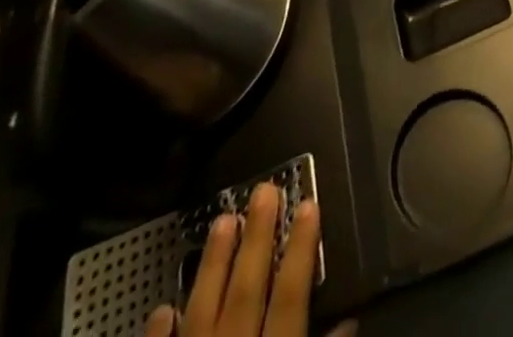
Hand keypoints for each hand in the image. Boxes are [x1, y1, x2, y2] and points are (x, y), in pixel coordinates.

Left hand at [144, 183, 355, 336]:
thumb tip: (351, 320)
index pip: (290, 296)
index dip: (300, 249)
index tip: (309, 203)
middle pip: (246, 292)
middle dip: (257, 239)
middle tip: (264, 190)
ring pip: (202, 312)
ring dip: (213, 266)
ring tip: (222, 220)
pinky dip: (161, 331)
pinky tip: (162, 306)